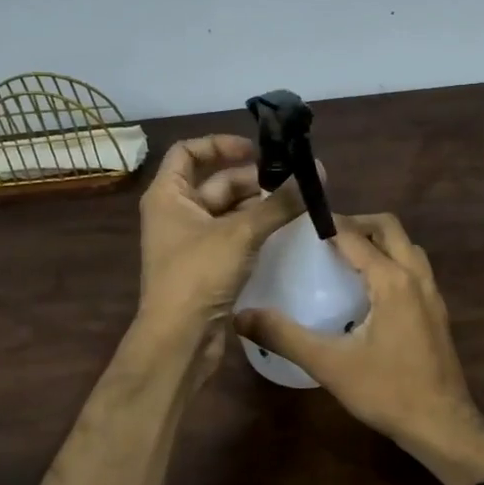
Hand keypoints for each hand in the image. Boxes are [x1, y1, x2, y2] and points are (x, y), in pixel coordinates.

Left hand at [136, 135, 303, 356]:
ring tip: (297, 204)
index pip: (187, 151)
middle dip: (254, 180)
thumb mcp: (241, 233)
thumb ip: (278, 203)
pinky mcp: (206, 265)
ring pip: (228, 211)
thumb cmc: (198, 275)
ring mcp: (190, 241)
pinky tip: (286, 231)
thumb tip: (316, 171)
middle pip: (216, 182)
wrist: (179, 340)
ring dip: (260, 206)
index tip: (256, 150)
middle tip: (294, 182)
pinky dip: (256, 230)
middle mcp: (175, 213)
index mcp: (168, 195)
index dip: (220, 144)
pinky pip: (233, 236)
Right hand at [234, 212, 483, 484]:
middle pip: (389, 228)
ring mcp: (432, 294)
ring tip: (346, 257)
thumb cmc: (386, 391)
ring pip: (407, 247)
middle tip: (324, 236)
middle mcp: (416, 277)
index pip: (355, 236)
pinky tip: (369, 291)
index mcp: (392, 280)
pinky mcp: (437, 312)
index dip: (328, 224)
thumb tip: (241, 317)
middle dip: (357, 223)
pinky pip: (414, 269)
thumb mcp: (328, 363)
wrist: (442, 425)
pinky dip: (392, 261)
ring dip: (379, 241)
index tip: (300, 225)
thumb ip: (284, 336)